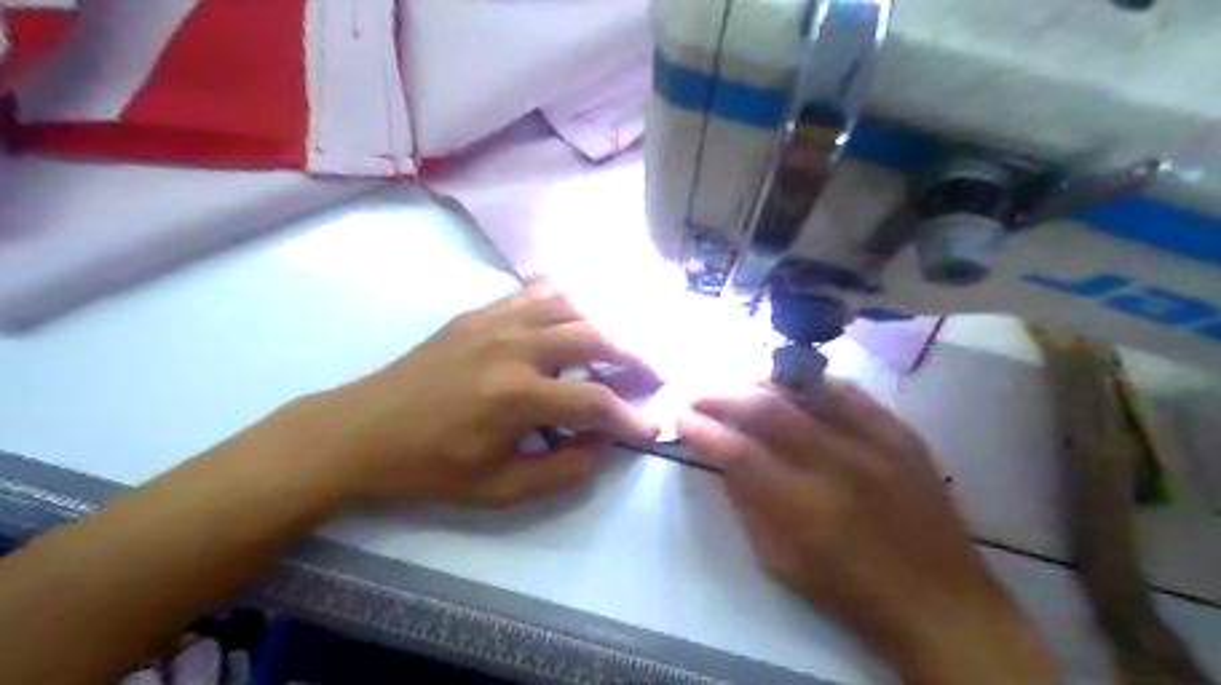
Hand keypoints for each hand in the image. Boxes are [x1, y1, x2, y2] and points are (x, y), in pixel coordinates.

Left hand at [314, 279, 658, 509]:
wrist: (362, 430)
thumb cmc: (430, 467)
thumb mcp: (498, 489)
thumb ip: (561, 470)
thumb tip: (603, 444)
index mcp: (518, 397)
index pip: (596, 401)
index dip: (631, 416)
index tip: (651, 426)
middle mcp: (515, 347)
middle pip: (596, 336)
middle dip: (634, 356)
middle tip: (652, 374)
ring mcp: (497, 321)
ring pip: (572, 304)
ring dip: (606, 323)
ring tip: (621, 345)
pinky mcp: (480, 312)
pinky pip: (536, 291)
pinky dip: (567, 298)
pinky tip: (578, 314)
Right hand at [677, 382, 1061, 680]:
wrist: (943, 606)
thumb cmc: (852, 595)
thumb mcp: (781, 563)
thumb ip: (749, 505)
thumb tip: (724, 459)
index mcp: (802, 507)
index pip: (737, 451)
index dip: (701, 429)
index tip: (680, 417)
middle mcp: (836, 464)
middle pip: (766, 410)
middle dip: (722, 395)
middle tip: (699, 393)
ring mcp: (875, 443)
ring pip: (806, 390)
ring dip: (762, 381)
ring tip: (736, 381)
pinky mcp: (902, 435)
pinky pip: (851, 392)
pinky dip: (814, 382)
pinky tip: (793, 382)